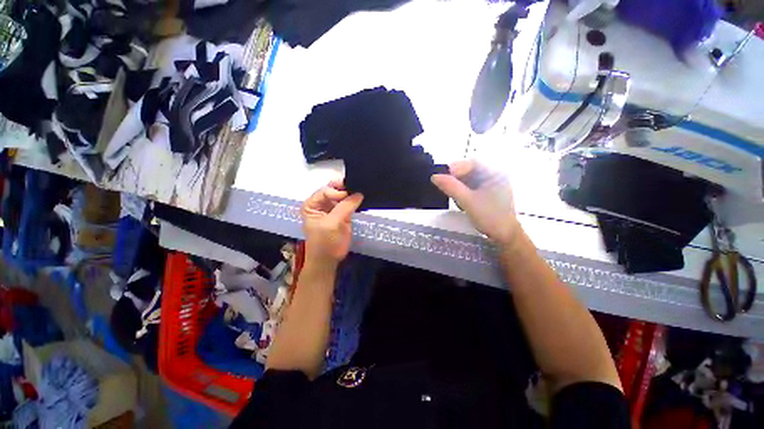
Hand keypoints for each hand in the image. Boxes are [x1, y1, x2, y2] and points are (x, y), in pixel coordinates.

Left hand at [301, 180, 363, 266]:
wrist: (328, 260)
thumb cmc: (325, 243)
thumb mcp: (332, 224)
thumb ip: (345, 207)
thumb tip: (359, 194)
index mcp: (312, 204)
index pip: (325, 190)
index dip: (338, 191)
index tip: (349, 196)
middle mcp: (321, 203)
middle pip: (333, 189)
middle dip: (345, 188)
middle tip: (357, 187)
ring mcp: (332, 208)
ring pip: (342, 195)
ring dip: (351, 193)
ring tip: (361, 191)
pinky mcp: (342, 214)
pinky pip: (348, 203)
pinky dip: (354, 201)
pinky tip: (361, 199)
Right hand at [431, 161, 520, 247]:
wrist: (505, 236)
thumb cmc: (489, 216)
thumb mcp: (467, 201)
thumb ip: (451, 187)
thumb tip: (434, 176)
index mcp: (495, 173)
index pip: (472, 163)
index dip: (456, 168)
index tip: (443, 178)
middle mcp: (496, 175)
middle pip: (471, 170)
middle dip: (457, 178)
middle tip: (445, 187)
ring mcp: (493, 184)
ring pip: (471, 178)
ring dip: (459, 185)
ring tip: (453, 196)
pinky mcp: (489, 193)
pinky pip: (474, 186)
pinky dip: (464, 190)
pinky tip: (460, 200)